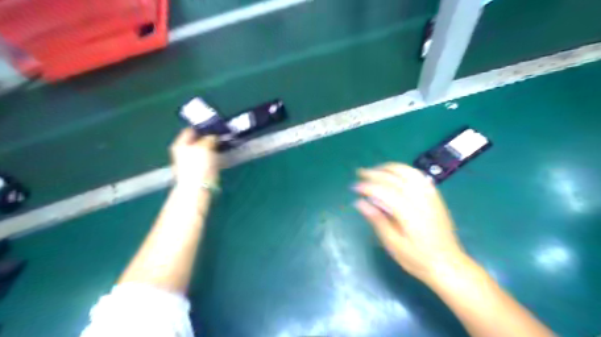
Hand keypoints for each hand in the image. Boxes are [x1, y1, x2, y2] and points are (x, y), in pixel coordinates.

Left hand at [170, 128, 219, 192]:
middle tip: (219, 136)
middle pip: (196, 140)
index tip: (213, 127)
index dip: (202, 127)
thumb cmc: (198, 165)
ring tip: (221, 145)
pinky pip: (205, 159)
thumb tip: (213, 136)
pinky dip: (212, 156)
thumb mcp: (204, 146)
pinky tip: (218, 157)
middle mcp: (182, 152)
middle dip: (207, 138)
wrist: (196, 188)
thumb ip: (209, 138)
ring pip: (201, 150)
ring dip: (211, 147)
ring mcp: (189, 162)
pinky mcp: (197, 170)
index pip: (190, 130)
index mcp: (180, 144)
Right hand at [354, 163, 468, 283]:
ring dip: (389, 168)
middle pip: (394, 178)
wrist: (448, 264)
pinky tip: (395, 174)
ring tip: (376, 170)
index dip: (367, 186)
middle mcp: (420, 200)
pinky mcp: (435, 196)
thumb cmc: (417, 259)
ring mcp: (430, 196)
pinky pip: (419, 176)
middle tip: (360, 173)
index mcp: (409, 213)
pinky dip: (404, 171)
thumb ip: (377, 220)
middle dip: (374, 173)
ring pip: (408, 172)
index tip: (354, 187)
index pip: (384, 191)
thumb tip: (359, 203)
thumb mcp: (393, 244)